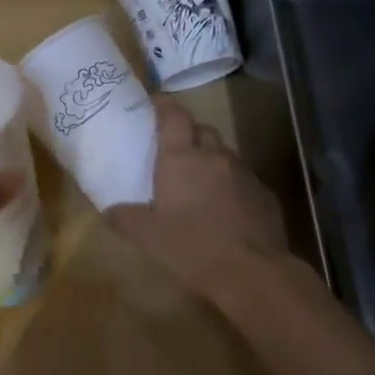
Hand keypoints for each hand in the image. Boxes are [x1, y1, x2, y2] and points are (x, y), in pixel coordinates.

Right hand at [107, 99, 286, 302]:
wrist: (250, 271)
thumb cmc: (190, 246)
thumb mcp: (147, 236)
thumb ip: (125, 218)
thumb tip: (109, 211)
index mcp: (181, 158)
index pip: (174, 116)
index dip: (165, 105)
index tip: (156, 102)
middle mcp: (214, 156)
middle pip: (202, 130)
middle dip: (189, 133)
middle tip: (175, 148)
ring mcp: (244, 173)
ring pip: (225, 154)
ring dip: (211, 159)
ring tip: (199, 180)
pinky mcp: (265, 194)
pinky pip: (243, 179)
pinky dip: (231, 184)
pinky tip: (225, 206)